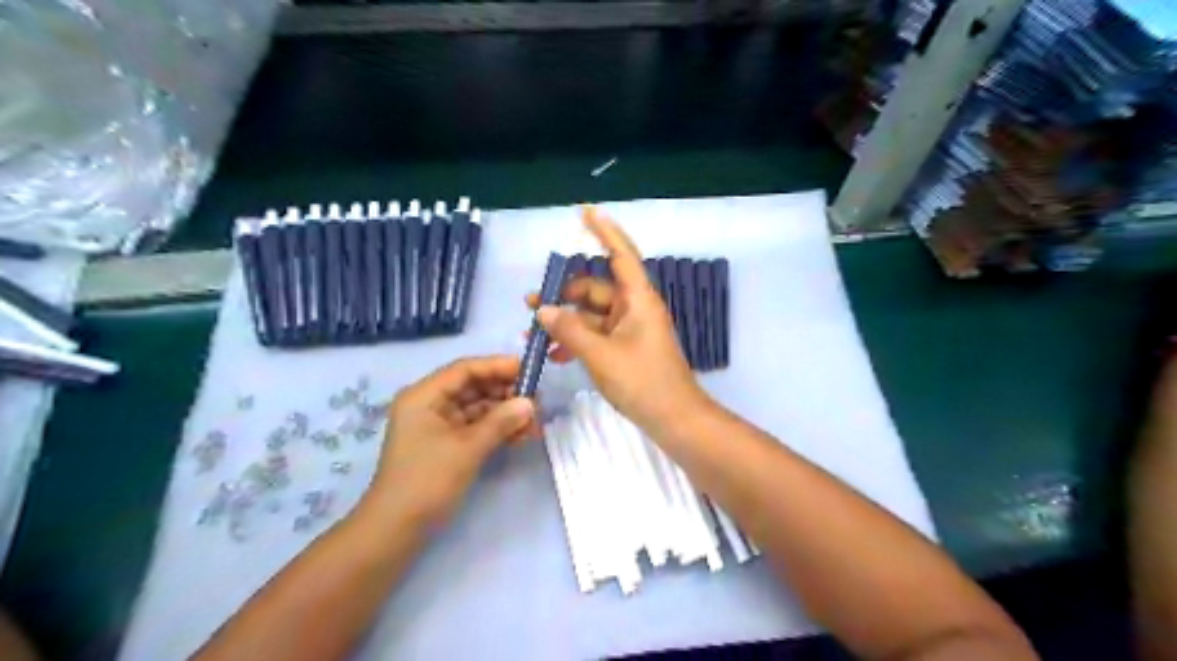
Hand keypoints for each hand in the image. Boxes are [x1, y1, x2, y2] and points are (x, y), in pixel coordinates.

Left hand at [364, 357, 536, 526]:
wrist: (396, 530)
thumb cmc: (427, 481)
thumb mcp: (467, 448)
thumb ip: (501, 421)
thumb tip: (530, 403)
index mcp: (424, 396)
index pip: (465, 369)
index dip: (498, 366)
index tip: (529, 370)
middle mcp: (429, 404)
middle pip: (473, 387)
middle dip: (505, 393)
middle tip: (537, 401)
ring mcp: (437, 425)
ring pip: (477, 408)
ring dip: (505, 413)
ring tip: (534, 423)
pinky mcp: (446, 444)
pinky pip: (475, 427)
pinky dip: (496, 429)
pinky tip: (520, 436)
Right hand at [528, 207, 710, 432]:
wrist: (674, 419)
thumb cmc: (643, 381)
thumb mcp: (601, 355)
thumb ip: (569, 329)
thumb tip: (542, 309)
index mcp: (638, 299)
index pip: (620, 254)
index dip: (603, 230)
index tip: (584, 210)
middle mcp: (634, 308)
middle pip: (595, 287)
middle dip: (564, 292)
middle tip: (530, 302)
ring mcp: (630, 329)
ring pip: (592, 313)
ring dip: (566, 320)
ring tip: (533, 331)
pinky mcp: (626, 349)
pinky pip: (597, 334)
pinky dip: (577, 339)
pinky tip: (554, 353)